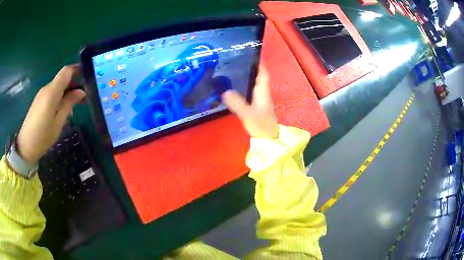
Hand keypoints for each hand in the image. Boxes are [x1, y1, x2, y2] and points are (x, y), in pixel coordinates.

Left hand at [16, 65, 85, 164]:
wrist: (26, 146)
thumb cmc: (43, 136)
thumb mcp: (58, 122)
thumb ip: (69, 103)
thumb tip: (81, 91)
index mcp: (52, 91)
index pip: (67, 71)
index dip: (78, 70)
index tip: (88, 77)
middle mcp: (47, 88)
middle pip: (63, 78)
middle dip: (74, 84)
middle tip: (84, 98)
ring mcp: (41, 94)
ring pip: (58, 87)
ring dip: (67, 93)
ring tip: (74, 108)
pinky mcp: (39, 101)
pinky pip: (52, 94)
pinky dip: (60, 98)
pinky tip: (62, 111)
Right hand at [222, 65, 278, 138]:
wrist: (269, 140)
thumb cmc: (261, 126)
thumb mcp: (247, 114)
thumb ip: (237, 103)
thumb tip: (225, 91)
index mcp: (263, 92)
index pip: (263, 74)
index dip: (259, 64)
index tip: (250, 56)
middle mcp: (263, 94)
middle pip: (258, 78)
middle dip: (250, 69)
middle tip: (236, 63)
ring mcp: (261, 101)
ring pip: (255, 85)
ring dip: (247, 78)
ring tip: (233, 73)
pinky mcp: (258, 108)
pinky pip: (252, 93)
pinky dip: (245, 88)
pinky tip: (236, 89)